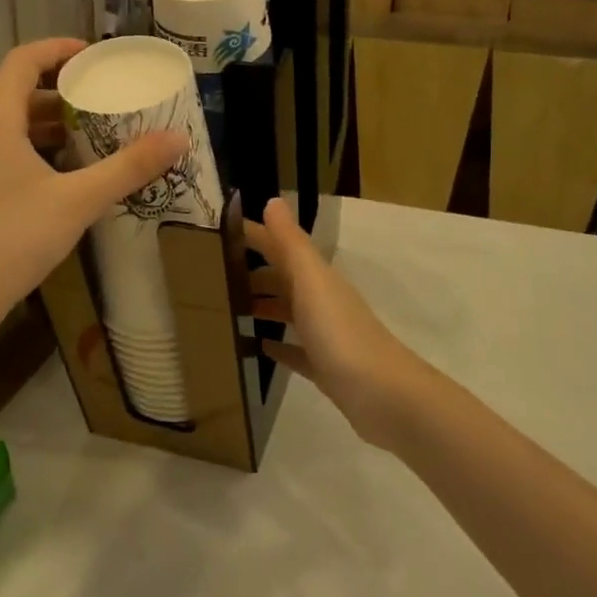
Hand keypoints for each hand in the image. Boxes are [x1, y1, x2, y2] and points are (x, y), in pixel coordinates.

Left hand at [0, 39, 185, 332]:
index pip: (21, 61)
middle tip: (98, 102)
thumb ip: (128, 168)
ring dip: (42, 126)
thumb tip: (179, 139)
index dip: (57, 50)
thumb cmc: (14, 240)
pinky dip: (24, 149)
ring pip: (2, 127)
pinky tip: (52, 178)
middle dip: (58, 94)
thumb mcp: (78, 202)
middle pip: (13, 95)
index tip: (92, 55)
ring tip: (83, 138)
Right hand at [243, 198, 425, 449]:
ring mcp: (325, 336)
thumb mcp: (312, 281)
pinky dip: (278, 346)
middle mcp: (322, 301)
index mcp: (317, 278)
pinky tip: (259, 348)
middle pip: (284, 279)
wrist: (384, 395)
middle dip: (253, 272)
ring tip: (229, 309)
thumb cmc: (341, 334)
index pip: (281, 247)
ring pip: (289, 313)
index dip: (255, 236)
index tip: (218, 232)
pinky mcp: (325, 368)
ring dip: (264, 306)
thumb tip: (272, 201)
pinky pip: (296, 351)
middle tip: (213, 274)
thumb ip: (291, 243)